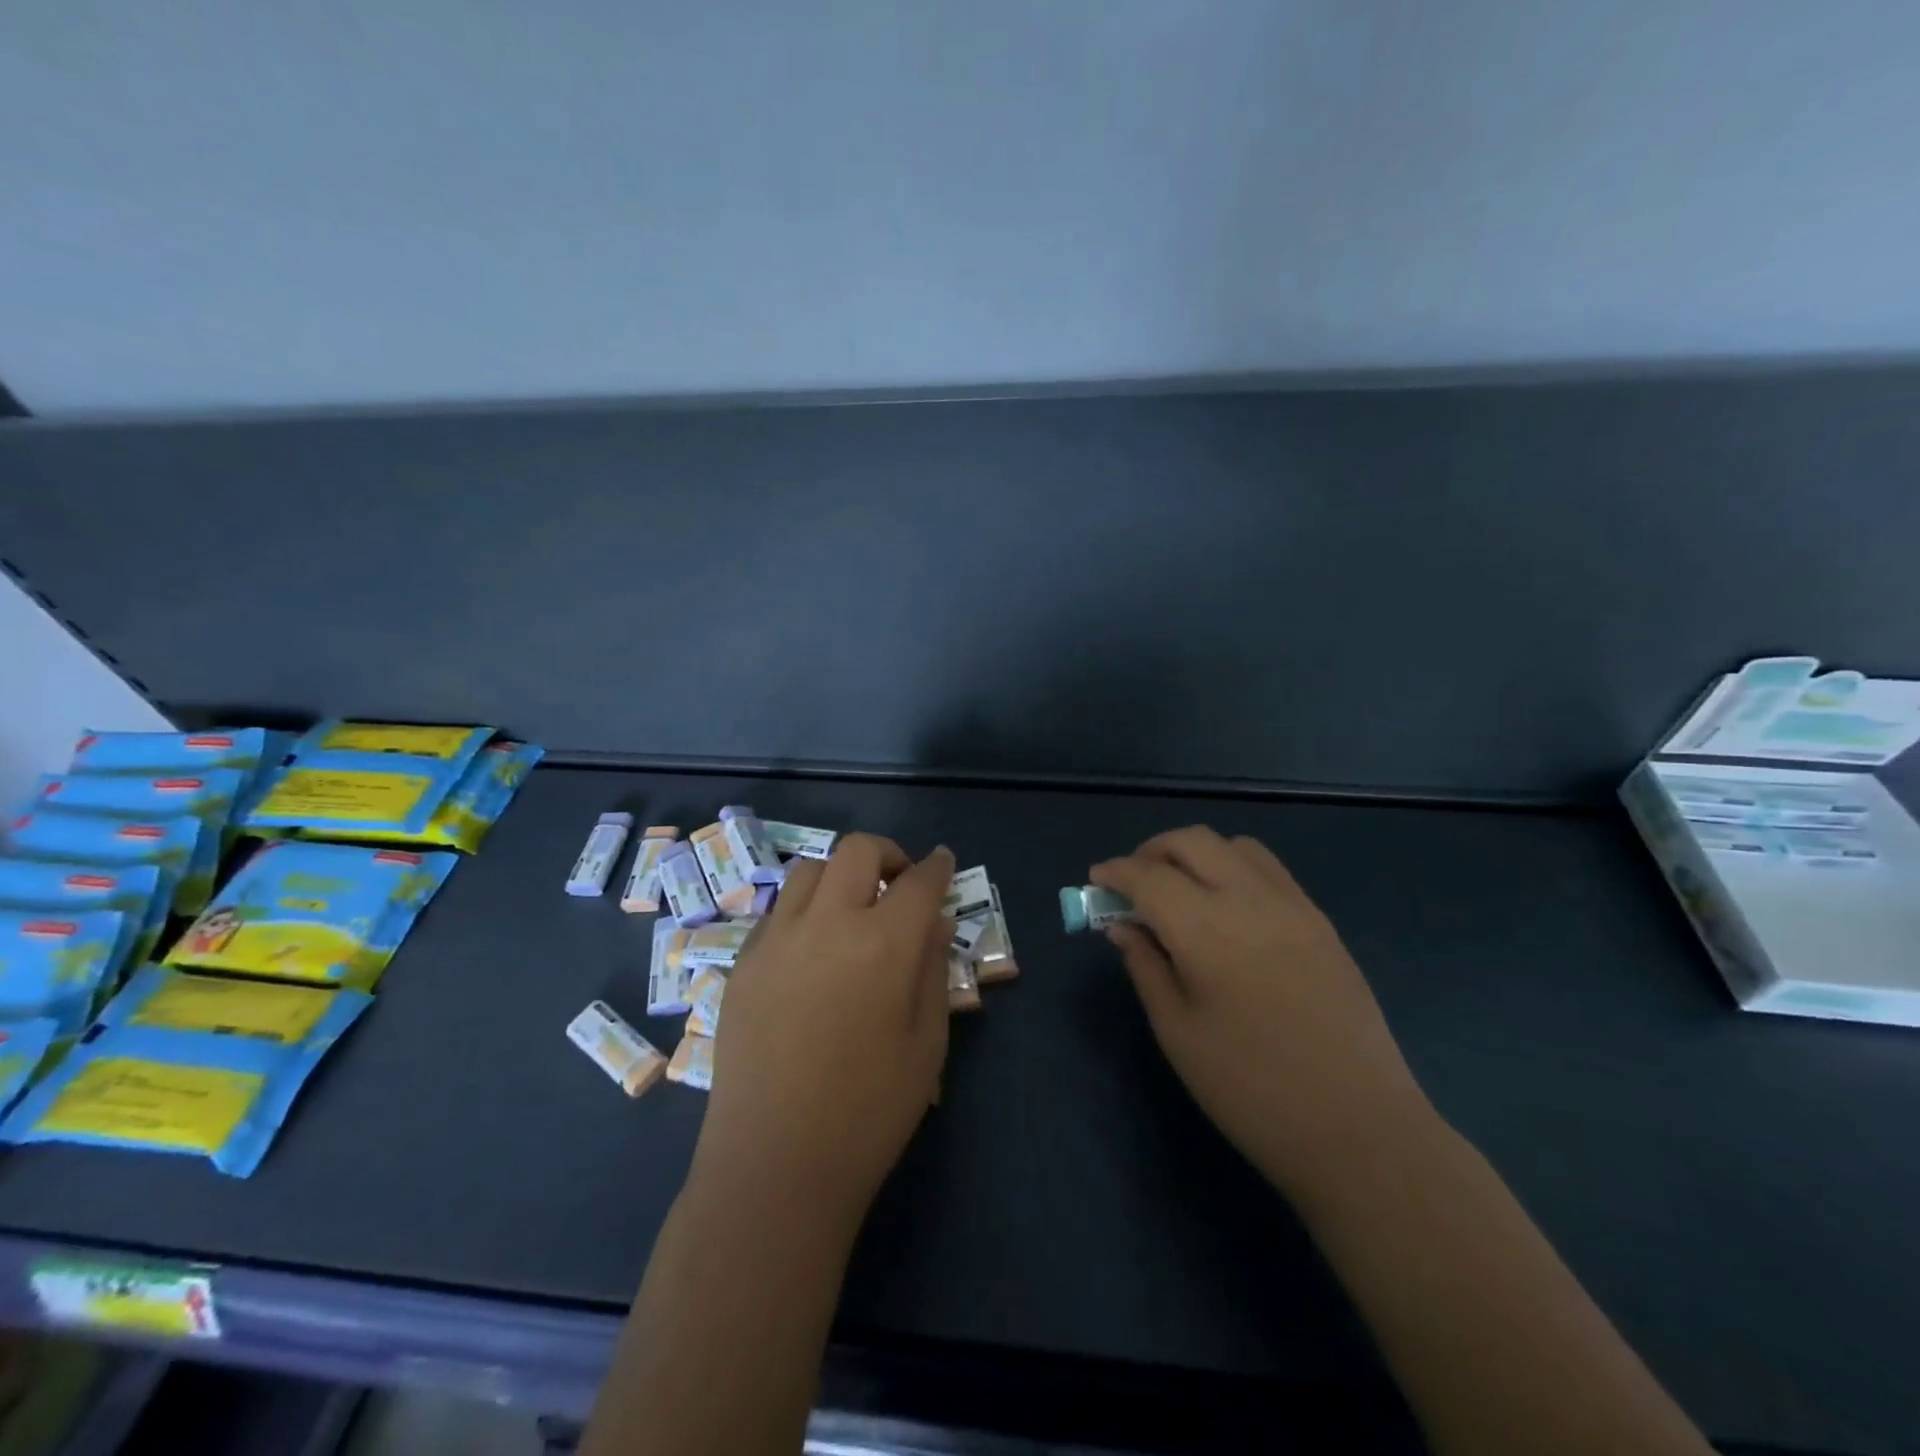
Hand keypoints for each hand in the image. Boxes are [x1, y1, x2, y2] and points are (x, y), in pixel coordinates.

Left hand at [693, 835, 954, 1231]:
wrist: (774, 1167)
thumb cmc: (869, 1112)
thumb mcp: (927, 1044)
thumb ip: (932, 969)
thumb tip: (932, 921)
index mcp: (883, 944)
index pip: (918, 881)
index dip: (937, 866)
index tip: (943, 861)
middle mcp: (827, 924)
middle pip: (857, 851)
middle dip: (887, 854)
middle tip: (899, 884)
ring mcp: (777, 939)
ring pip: (811, 871)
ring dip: (841, 877)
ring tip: (853, 913)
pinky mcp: (743, 962)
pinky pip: (779, 911)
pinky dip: (806, 910)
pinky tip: (813, 951)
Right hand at [1092, 827, 1429, 1190]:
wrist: (1359, 1130)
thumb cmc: (1251, 1090)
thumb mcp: (1177, 1032)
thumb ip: (1146, 965)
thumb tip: (1121, 926)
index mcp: (1207, 930)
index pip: (1148, 876)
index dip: (1115, 872)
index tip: (1095, 881)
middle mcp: (1250, 900)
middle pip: (1191, 842)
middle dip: (1151, 851)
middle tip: (1132, 884)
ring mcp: (1293, 906)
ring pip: (1234, 846)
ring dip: (1195, 854)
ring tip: (1179, 890)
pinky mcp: (1321, 921)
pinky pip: (1268, 869)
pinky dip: (1233, 868)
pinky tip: (1226, 908)